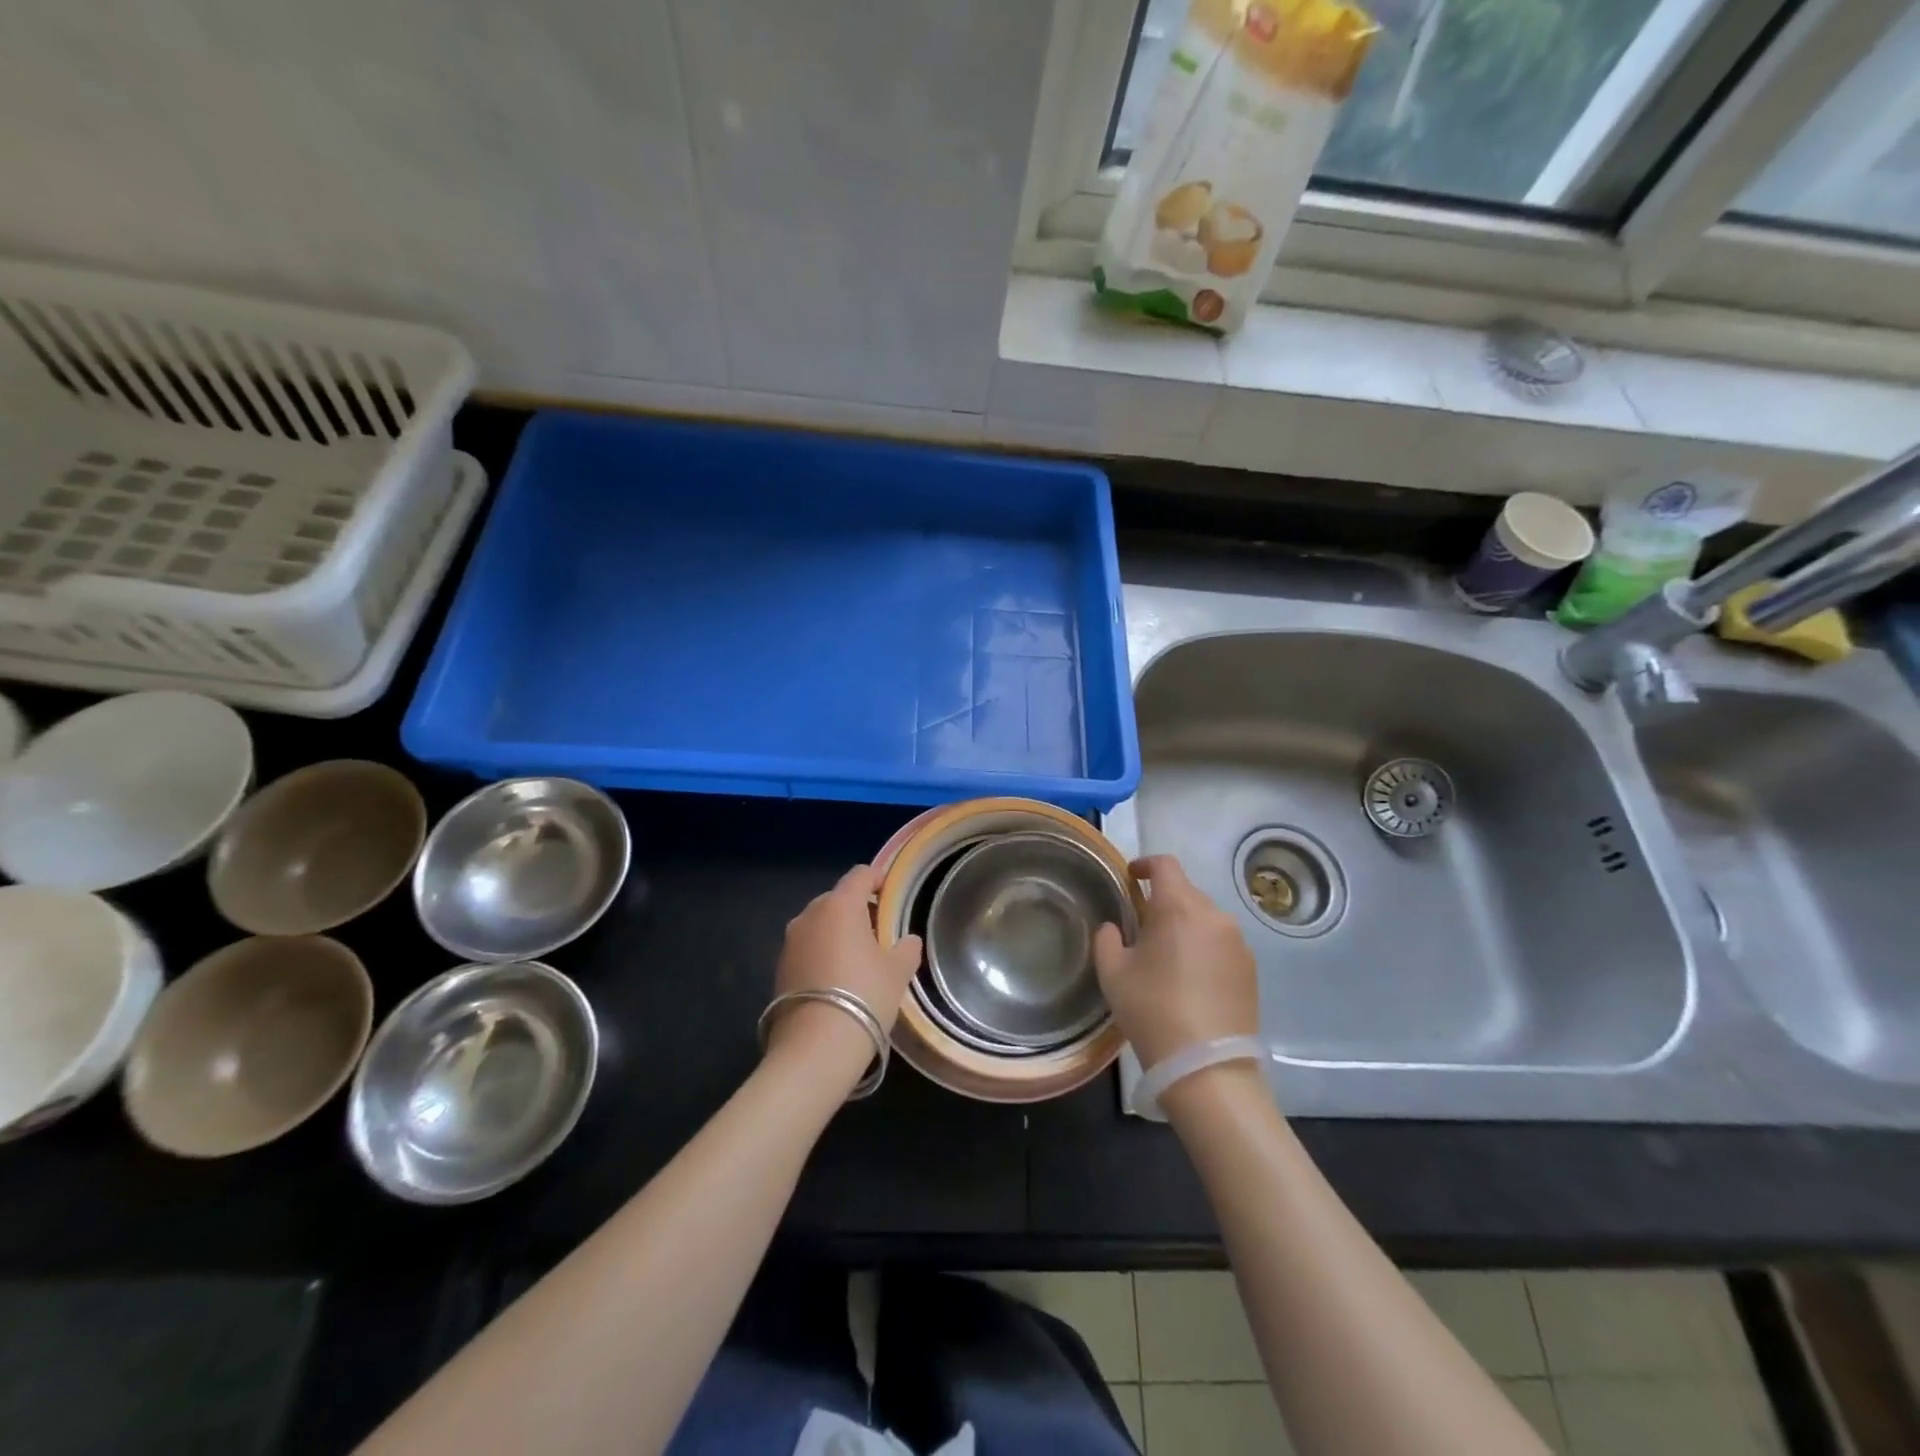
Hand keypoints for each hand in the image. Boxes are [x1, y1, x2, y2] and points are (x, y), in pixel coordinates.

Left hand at [768, 864, 922, 1074]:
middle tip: (877, 933)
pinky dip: (821, 954)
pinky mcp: (779, 968)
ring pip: (818, 925)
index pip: (860, 875)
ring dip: (836, 933)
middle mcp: (810, 915)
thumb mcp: (898, 971)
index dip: (877, 879)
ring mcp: (790, 942)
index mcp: (840, 905)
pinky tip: (835, 980)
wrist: (816, 1046)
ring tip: (856, 959)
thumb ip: (906, 948)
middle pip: (836, 899)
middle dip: (856, 910)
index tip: (890, 894)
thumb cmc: (865, 996)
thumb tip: (907, 940)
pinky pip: (806, 949)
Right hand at [1094, 855, 1255, 1070]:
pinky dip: (1204, 948)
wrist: (1208, 1067)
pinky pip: (1221, 943)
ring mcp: (1238, 942)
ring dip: (1185, 925)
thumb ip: (1107, 940)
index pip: (1165, 865)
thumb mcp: (1113, 974)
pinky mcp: (1251, 969)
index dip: (1145, 865)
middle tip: (1142, 926)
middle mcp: (1214, 915)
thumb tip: (1114, 928)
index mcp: (1179, 907)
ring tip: (1167, 956)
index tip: (1130, 878)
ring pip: (1205, 918)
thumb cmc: (1152, 1011)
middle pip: (1186, 892)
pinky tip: (1190, 978)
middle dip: (1163, 901)